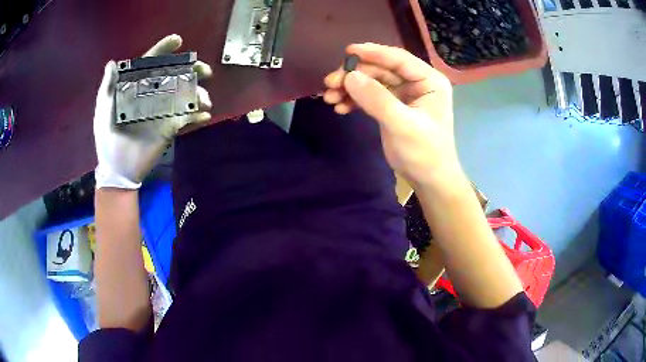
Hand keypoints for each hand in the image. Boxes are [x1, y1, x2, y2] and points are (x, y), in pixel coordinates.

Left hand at [94, 34, 212, 189]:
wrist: (117, 168)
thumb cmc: (107, 137)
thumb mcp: (104, 109)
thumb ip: (108, 87)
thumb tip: (112, 63)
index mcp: (137, 88)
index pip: (151, 64)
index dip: (163, 51)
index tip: (177, 41)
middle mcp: (152, 95)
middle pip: (175, 76)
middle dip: (191, 70)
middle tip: (203, 70)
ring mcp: (163, 111)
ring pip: (185, 95)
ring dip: (198, 94)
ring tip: (204, 100)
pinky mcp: (170, 128)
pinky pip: (188, 118)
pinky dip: (198, 116)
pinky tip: (204, 115)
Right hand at [323, 43, 460, 188]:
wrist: (428, 180)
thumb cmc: (424, 153)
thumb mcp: (402, 125)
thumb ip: (377, 99)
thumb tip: (350, 76)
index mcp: (429, 81)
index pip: (399, 59)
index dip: (373, 53)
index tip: (348, 51)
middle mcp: (416, 83)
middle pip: (381, 69)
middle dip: (355, 75)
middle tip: (330, 83)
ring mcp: (403, 94)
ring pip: (372, 82)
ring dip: (350, 87)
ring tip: (330, 98)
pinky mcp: (391, 106)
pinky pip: (370, 96)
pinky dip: (354, 99)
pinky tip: (340, 107)